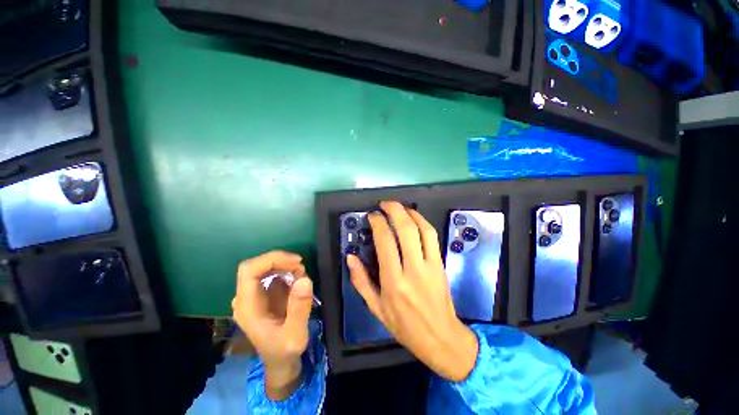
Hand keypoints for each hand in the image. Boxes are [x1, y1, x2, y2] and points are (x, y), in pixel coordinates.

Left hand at [232, 251, 313, 399]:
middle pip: (256, 266)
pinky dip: (286, 272)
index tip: (296, 262)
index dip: (272, 259)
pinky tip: (297, 282)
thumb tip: (304, 278)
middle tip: (301, 268)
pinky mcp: (263, 294)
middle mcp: (245, 299)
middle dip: (280, 261)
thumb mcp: (296, 335)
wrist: (280, 362)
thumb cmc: (285, 351)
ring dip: (285, 266)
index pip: (249, 271)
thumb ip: (299, 308)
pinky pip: (272, 274)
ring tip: (302, 277)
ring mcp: (253, 296)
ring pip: (264, 268)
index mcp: (247, 307)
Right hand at [347, 201, 478, 381]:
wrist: (440, 338)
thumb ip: (361, 281)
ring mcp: (430, 265)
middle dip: (394, 210)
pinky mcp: (441, 264)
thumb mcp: (376, 308)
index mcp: (394, 281)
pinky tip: (414, 218)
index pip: (385, 242)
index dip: (378, 223)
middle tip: (384, 204)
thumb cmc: (404, 325)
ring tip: (399, 207)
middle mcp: (413, 269)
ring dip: (410, 213)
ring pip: (423, 229)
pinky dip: (423, 222)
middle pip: (406, 230)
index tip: (372, 216)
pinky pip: (433, 237)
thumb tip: (351, 257)